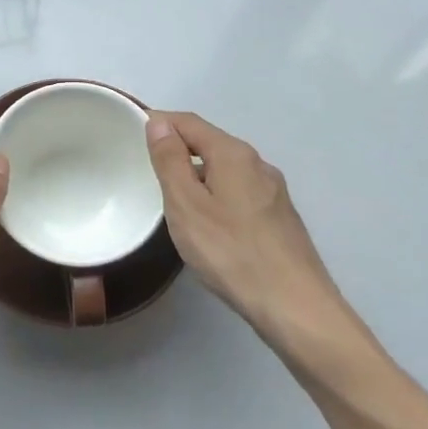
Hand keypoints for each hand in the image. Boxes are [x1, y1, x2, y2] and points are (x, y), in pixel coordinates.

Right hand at [145, 112, 356, 343]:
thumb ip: (170, 161)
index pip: (189, 122)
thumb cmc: (231, 252)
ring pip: (226, 169)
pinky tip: (208, 223)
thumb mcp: (186, 205)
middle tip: (147, 170)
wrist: (295, 306)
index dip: (160, 122)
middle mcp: (258, 164)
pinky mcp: (279, 217)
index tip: (132, 135)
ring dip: (197, 174)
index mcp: (233, 154)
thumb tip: (159, 123)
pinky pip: (239, 191)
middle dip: (178, 149)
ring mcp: (273, 191)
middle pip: (210, 143)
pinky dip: (216, 194)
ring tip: (172, 199)